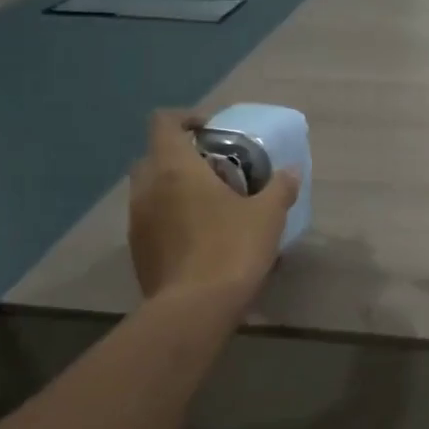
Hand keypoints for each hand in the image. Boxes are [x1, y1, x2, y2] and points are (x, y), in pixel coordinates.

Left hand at [127, 109, 299, 300]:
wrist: (194, 309)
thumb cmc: (231, 249)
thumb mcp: (267, 216)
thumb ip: (279, 188)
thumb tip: (291, 171)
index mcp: (174, 168)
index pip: (164, 122)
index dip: (186, 119)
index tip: (212, 132)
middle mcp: (147, 187)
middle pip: (155, 155)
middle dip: (182, 157)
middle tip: (215, 170)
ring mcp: (137, 220)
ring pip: (151, 189)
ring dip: (175, 189)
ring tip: (210, 206)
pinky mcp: (137, 250)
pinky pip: (152, 219)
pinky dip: (170, 217)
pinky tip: (199, 237)